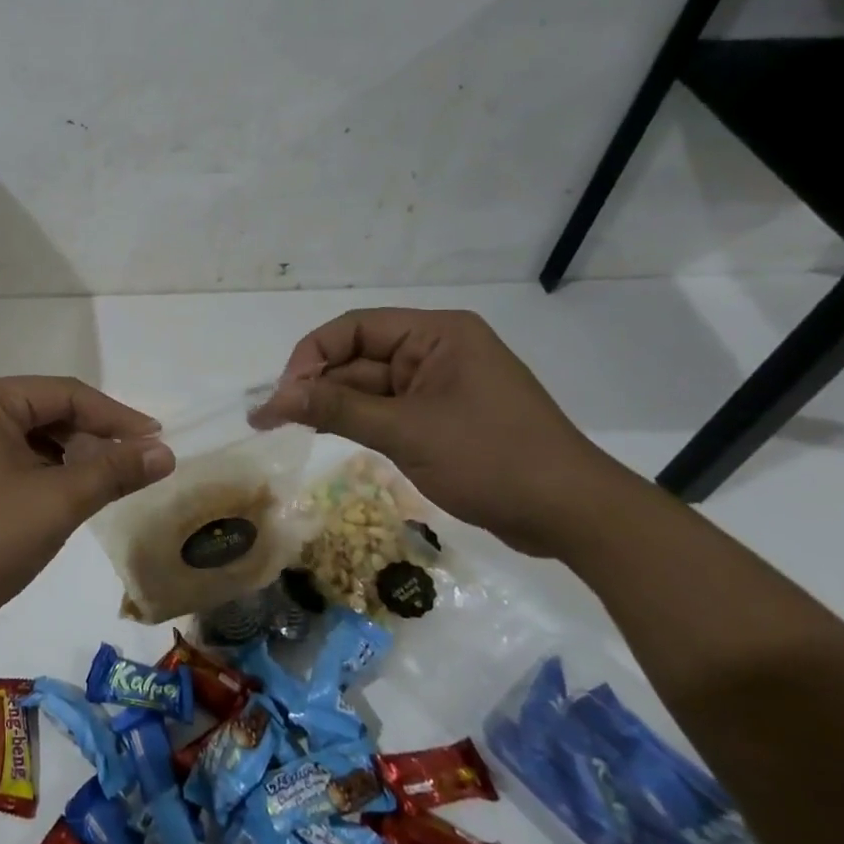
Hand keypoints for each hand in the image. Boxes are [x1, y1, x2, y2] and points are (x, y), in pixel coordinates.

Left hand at [0, 377, 175, 644]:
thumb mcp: (56, 503)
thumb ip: (113, 471)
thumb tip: (164, 452)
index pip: (68, 394)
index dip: (118, 417)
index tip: (159, 443)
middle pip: (47, 412)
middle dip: (92, 439)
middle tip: (132, 470)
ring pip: (29, 439)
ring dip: (68, 459)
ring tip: (98, 489)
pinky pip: (8, 459)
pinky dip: (40, 475)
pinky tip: (57, 501)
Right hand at [252, 309, 631, 556]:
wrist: (572, 515)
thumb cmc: (492, 459)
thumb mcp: (406, 432)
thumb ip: (337, 409)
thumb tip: (274, 399)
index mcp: (436, 335)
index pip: (355, 329)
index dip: (311, 356)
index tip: (283, 394)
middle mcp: (435, 351)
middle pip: (358, 357)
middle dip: (316, 385)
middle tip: (271, 417)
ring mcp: (439, 386)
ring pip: (368, 386)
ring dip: (331, 404)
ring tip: (284, 426)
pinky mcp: (441, 417)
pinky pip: (386, 409)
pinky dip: (356, 421)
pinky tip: (323, 433)